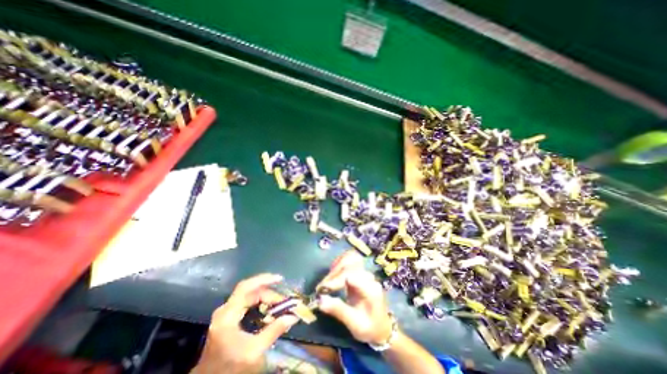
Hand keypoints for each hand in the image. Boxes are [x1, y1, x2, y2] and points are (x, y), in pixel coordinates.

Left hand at [191, 271, 298, 373]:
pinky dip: (260, 304)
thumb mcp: (254, 351)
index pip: (245, 287)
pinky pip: (247, 304)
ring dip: (266, 298)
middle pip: (250, 292)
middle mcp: (225, 310)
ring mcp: (226, 314)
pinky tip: (269, 310)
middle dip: (269, 294)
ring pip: (249, 298)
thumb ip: (273, 331)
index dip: (263, 279)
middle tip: (284, 301)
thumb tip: (292, 316)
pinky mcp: (228, 320)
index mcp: (228, 314)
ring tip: (280, 305)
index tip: (280, 279)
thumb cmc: (230, 368)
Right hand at [317, 252, 391, 343]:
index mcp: (370, 288)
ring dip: (336, 266)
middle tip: (321, 287)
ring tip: (327, 281)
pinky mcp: (360, 271)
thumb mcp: (355, 324)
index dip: (335, 280)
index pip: (351, 275)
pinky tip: (333, 273)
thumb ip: (338, 310)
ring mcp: (365, 272)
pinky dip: (339, 263)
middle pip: (349, 264)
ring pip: (350, 258)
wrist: (382, 327)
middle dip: (333, 274)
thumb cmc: (369, 328)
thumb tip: (320, 300)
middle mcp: (369, 276)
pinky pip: (350, 260)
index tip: (322, 290)